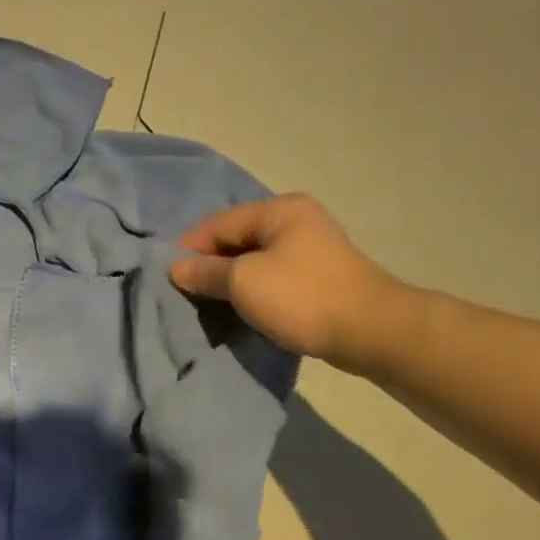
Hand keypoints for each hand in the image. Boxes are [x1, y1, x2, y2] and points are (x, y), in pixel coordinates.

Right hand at [171, 194, 402, 370]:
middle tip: (187, 293)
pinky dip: (254, 291)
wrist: (369, 330)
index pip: (220, 222)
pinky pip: (274, 277)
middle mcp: (297, 221)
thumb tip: (177, 268)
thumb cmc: (301, 297)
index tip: (170, 276)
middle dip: (212, 265)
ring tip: (210, 304)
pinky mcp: (320, 277)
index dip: (191, 247)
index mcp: (279, 210)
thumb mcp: (244, 282)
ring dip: (232, 281)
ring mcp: (312, 249)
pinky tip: (242, 309)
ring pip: (257, 260)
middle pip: (239, 239)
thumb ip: (207, 272)